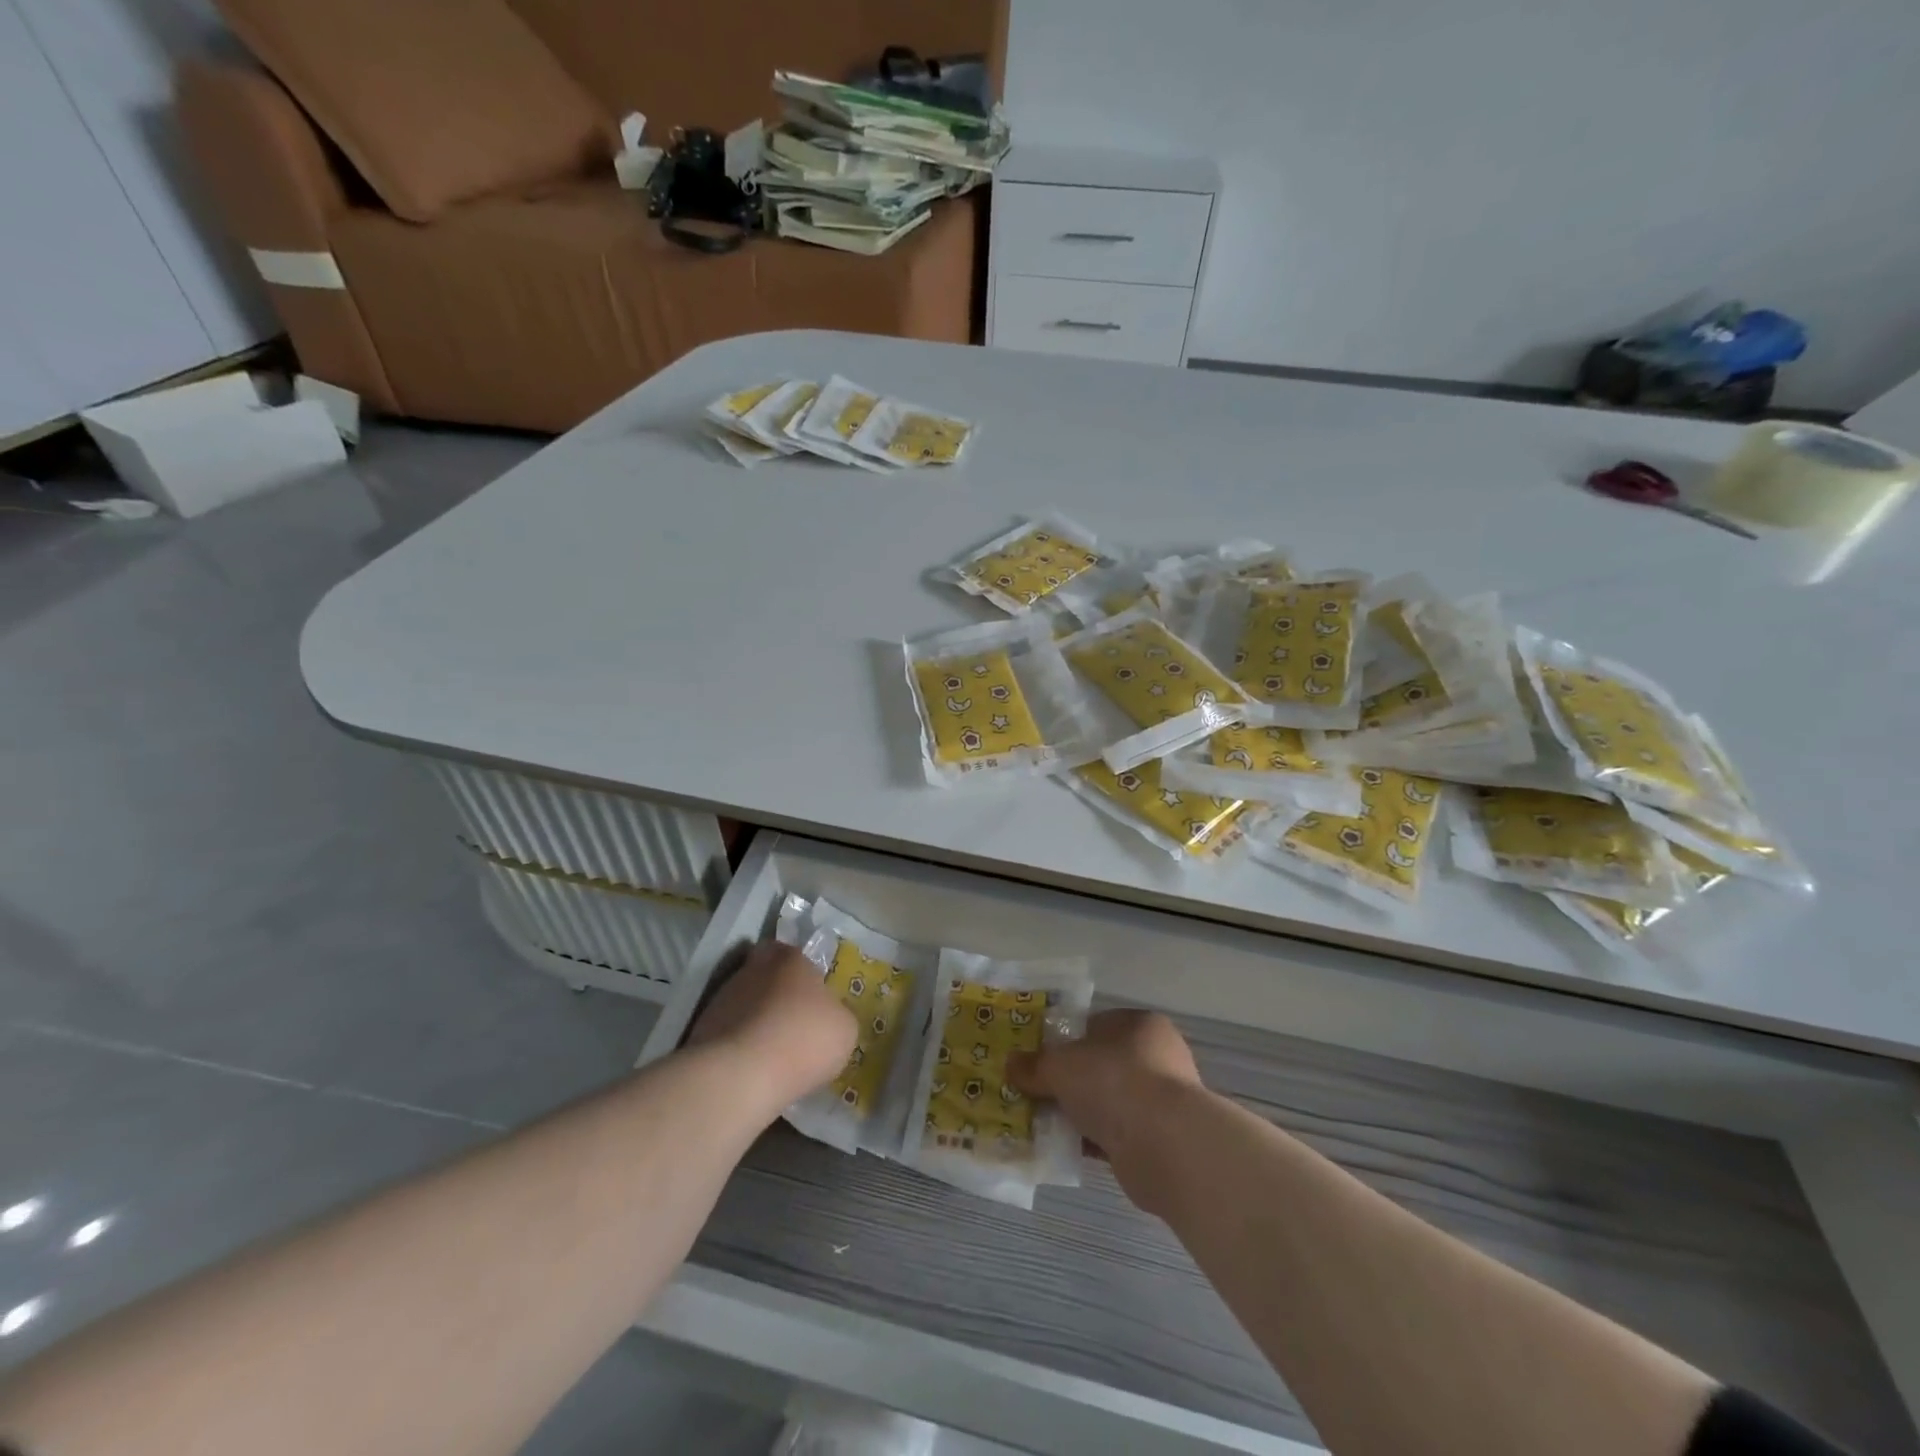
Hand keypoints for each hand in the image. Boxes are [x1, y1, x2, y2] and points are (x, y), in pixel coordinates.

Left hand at [688, 942, 856, 1116]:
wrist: (742, 1075)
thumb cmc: (804, 1040)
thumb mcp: (844, 1029)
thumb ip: (835, 1014)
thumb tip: (826, 1016)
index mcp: (792, 960)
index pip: (791, 951)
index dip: (799, 971)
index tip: (808, 993)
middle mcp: (754, 969)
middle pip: (764, 973)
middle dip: (774, 991)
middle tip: (789, 1018)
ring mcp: (723, 998)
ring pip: (743, 1001)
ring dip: (754, 1018)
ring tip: (769, 1050)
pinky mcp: (701, 1029)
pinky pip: (728, 1030)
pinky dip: (738, 1043)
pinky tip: (751, 1066)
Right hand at [1008, 1009, 1203, 1215]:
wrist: (1164, 1144)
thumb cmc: (1113, 1081)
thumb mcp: (1060, 1066)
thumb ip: (1034, 1065)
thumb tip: (1010, 1064)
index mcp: (1139, 1024)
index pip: (1095, 1027)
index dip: (1064, 1042)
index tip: (1039, 1061)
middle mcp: (1157, 1056)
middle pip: (1101, 1065)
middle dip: (1071, 1082)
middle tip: (1038, 1093)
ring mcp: (1162, 1099)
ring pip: (1109, 1102)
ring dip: (1082, 1113)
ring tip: (1045, 1125)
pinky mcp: (1162, 1139)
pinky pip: (1117, 1134)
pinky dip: (1094, 1140)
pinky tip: (1066, 1149)